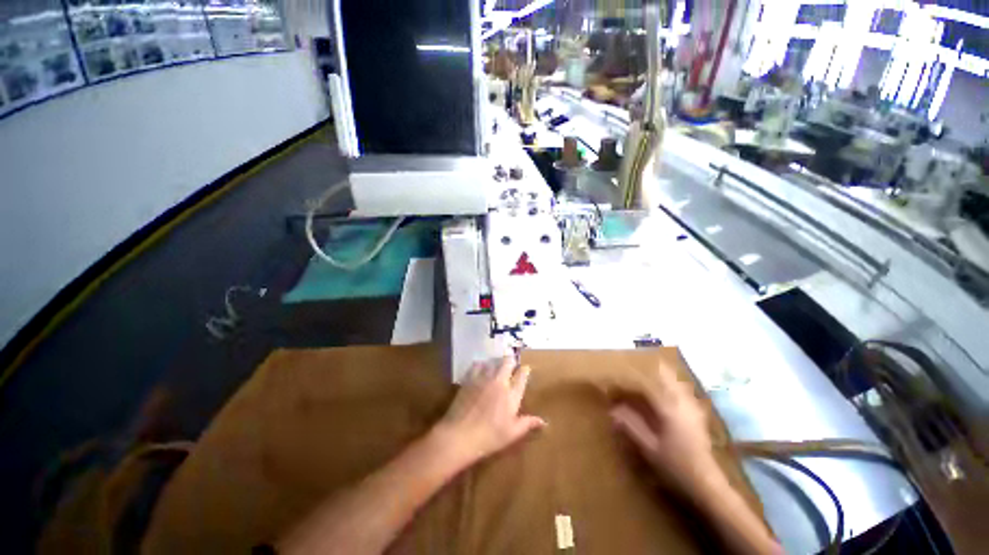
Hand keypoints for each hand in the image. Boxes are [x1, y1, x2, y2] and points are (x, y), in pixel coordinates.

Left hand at [431, 357, 545, 468]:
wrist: (461, 434)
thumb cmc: (490, 437)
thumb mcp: (512, 433)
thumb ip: (528, 423)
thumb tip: (544, 422)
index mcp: (512, 394)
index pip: (522, 375)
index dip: (525, 370)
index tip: (525, 369)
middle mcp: (499, 381)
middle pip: (508, 362)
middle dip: (511, 361)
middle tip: (511, 365)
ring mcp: (484, 378)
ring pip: (493, 361)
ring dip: (496, 363)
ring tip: (496, 366)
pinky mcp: (470, 378)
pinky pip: (477, 365)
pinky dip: (481, 365)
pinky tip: (480, 369)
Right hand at [609, 361, 721, 496]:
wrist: (707, 487)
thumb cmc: (676, 467)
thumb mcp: (649, 448)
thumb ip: (631, 427)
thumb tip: (613, 411)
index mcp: (669, 411)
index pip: (647, 388)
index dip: (631, 382)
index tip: (619, 379)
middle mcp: (683, 407)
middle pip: (671, 382)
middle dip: (661, 371)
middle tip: (651, 361)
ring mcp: (694, 414)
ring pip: (683, 389)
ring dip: (673, 379)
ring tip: (664, 372)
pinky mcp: (700, 422)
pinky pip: (689, 398)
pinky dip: (682, 390)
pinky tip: (680, 394)